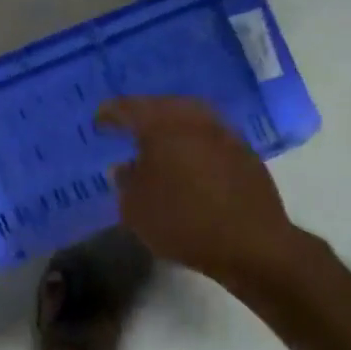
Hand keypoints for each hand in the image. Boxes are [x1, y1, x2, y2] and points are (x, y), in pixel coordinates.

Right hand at [96, 96, 302, 283]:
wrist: (251, 244)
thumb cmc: (182, 222)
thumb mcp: (135, 208)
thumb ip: (125, 182)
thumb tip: (124, 167)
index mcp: (161, 125)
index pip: (129, 108)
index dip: (111, 113)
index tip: (99, 121)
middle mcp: (194, 120)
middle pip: (164, 106)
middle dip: (145, 113)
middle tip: (129, 125)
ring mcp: (225, 134)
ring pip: (191, 119)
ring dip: (173, 126)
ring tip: (159, 142)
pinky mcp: (246, 153)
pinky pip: (211, 137)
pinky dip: (195, 143)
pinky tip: (189, 161)